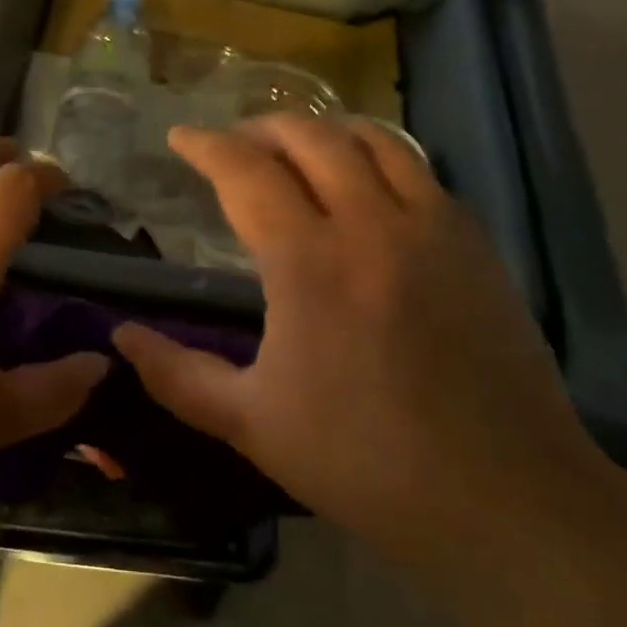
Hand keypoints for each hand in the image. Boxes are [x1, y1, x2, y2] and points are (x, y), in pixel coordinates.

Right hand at [112, 117, 604, 562]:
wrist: (505, 498)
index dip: (207, 146)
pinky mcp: (476, 246)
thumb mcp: (251, 424)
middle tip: (232, 142)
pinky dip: (377, 156)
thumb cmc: (364, 462)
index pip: (248, 173)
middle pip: (312, 139)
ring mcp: (434, 229)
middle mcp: (374, 225)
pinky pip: (419, 170)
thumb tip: (121, 336)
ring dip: (323, 131)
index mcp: (311, 264)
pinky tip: (364, 185)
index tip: (181, 137)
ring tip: (294, 147)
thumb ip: (177, 375)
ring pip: (374, 140)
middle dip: (261, 128)